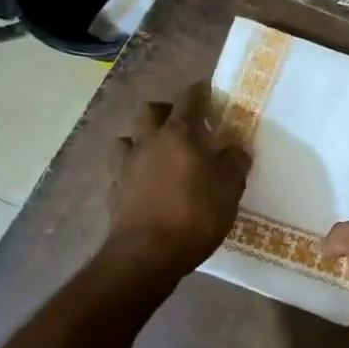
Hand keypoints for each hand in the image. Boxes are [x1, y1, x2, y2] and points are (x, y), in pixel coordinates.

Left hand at [107, 82, 249, 274]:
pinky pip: (120, 174)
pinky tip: (144, 187)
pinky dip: (132, 174)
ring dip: (141, 140)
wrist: (146, 256)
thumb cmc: (194, 215)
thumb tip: (235, 148)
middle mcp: (148, 143)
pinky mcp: (113, 194)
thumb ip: (235, 163)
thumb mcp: (230, 188)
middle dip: (166, 111)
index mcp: (178, 134)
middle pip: (150, 111)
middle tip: (184, 124)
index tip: (209, 91)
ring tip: (158, 154)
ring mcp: (125, 168)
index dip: (200, 92)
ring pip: (127, 140)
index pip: (189, 99)